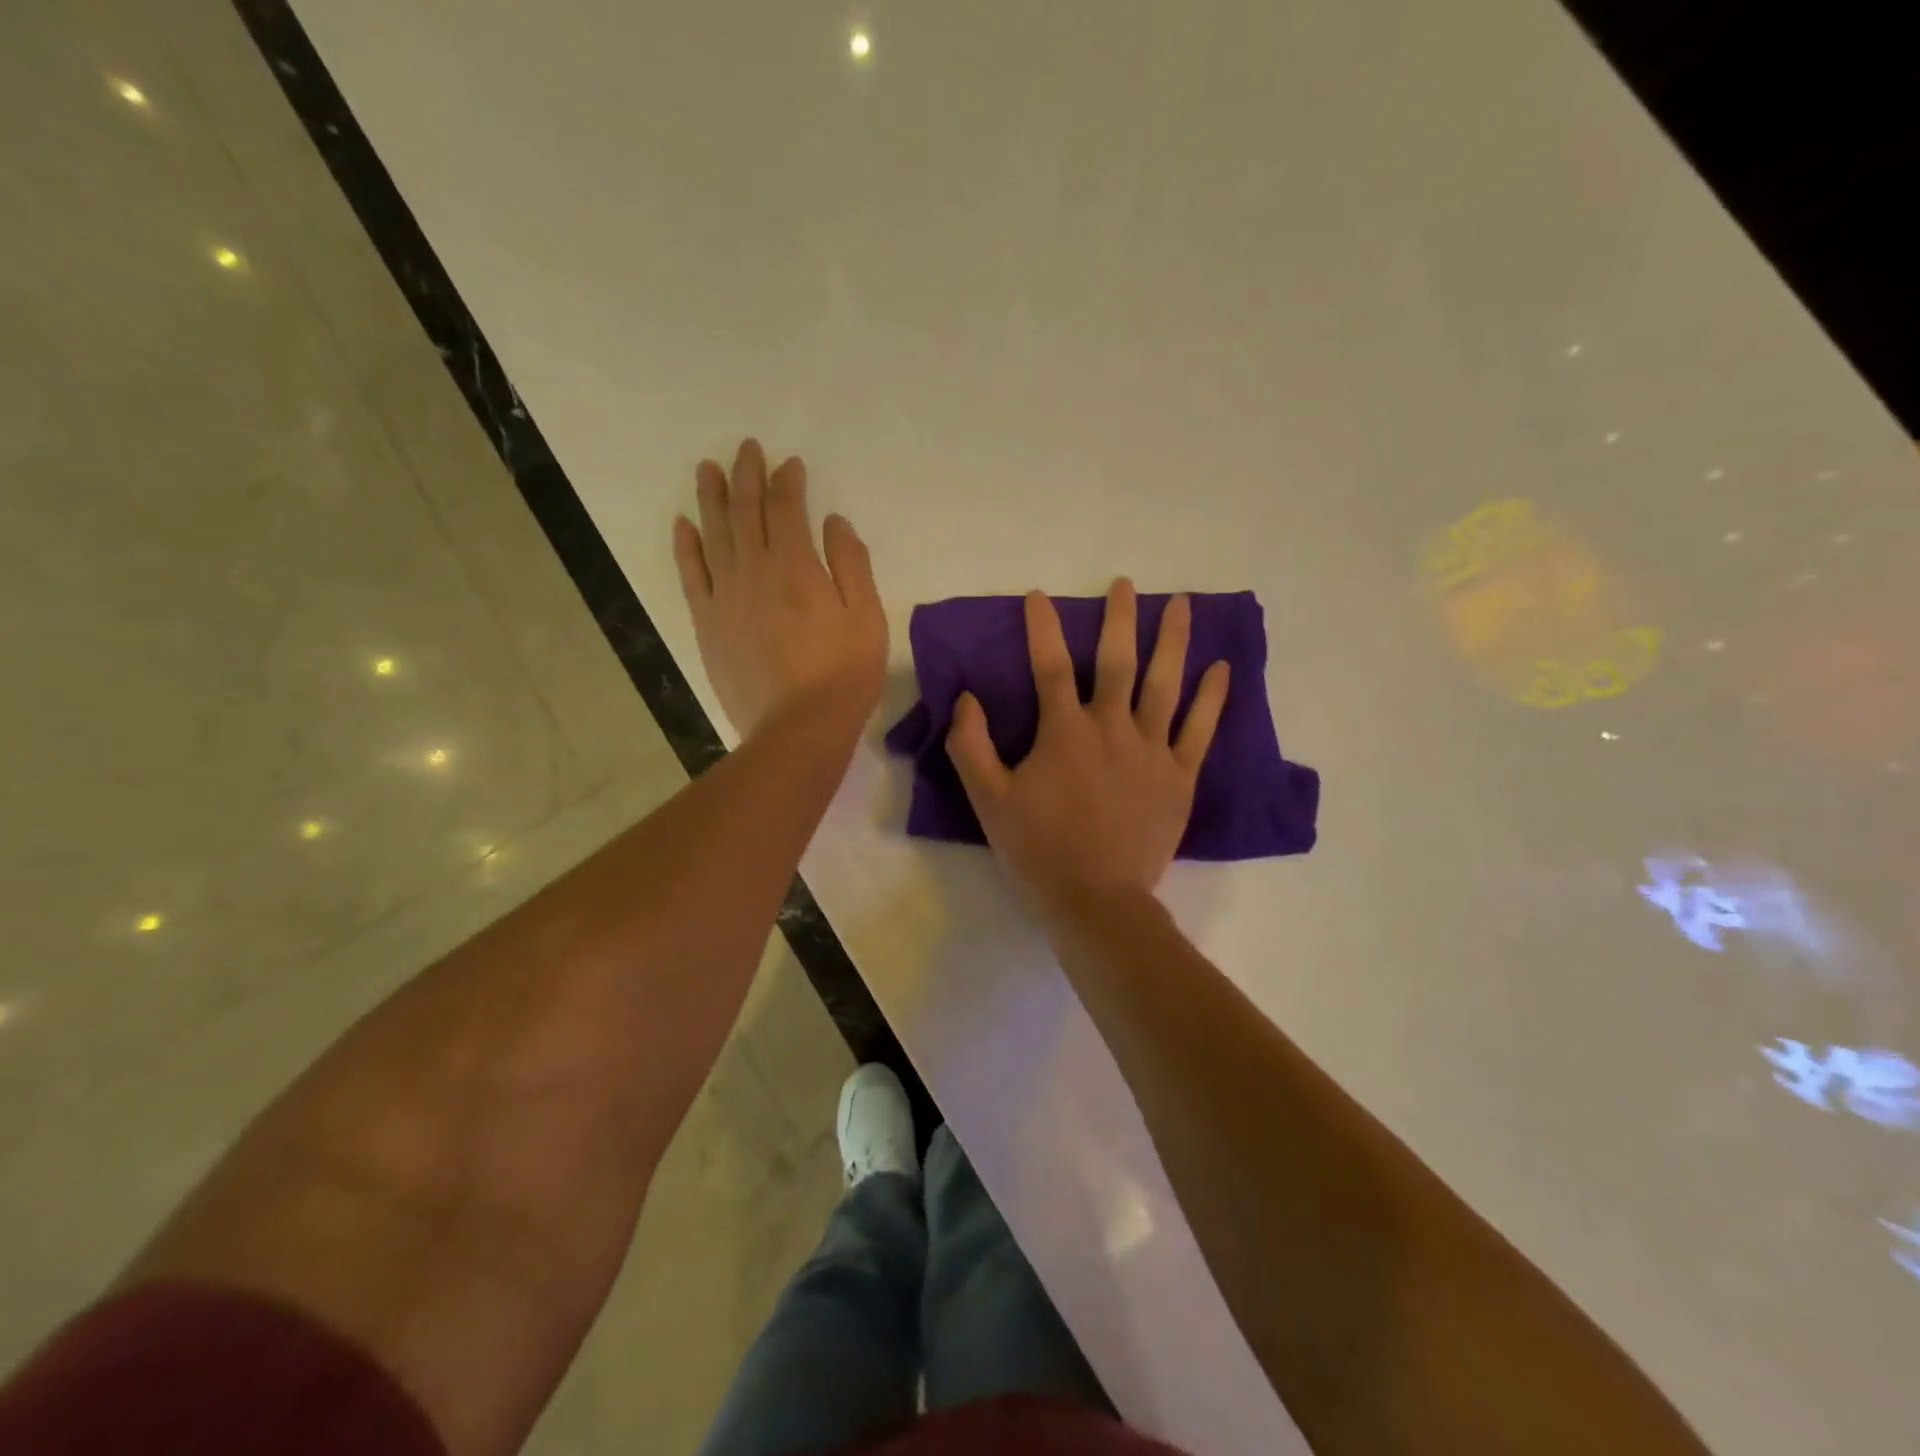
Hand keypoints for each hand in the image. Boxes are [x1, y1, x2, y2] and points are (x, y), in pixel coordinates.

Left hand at [673, 439, 887, 739]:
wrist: (798, 727)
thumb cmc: (843, 674)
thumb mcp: (867, 617)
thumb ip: (850, 564)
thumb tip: (833, 522)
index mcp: (795, 566)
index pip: (786, 508)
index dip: (788, 481)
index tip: (790, 463)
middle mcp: (753, 570)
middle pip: (744, 511)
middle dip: (746, 475)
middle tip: (745, 449)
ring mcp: (724, 596)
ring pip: (712, 534)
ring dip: (710, 498)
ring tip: (707, 469)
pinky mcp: (707, 623)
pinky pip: (691, 575)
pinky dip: (686, 546)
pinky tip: (683, 525)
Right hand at [945, 579, 1229, 911]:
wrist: (1096, 899)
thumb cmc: (1038, 849)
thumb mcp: (987, 800)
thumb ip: (972, 745)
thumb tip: (966, 698)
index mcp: (1064, 731)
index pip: (1048, 666)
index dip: (1043, 627)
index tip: (1039, 596)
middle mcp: (1111, 727)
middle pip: (1117, 661)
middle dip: (1120, 618)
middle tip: (1126, 584)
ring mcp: (1151, 750)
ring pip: (1166, 684)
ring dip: (1173, 641)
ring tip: (1182, 604)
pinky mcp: (1180, 776)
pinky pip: (1199, 729)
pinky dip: (1212, 698)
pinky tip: (1222, 669)